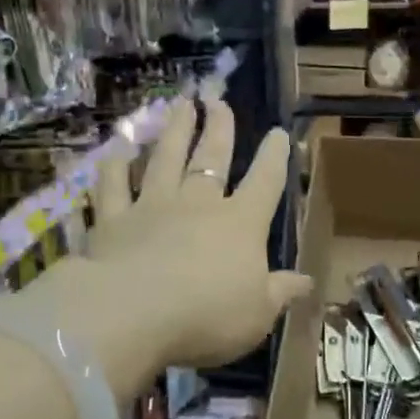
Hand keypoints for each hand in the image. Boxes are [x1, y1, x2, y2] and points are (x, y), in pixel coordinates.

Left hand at [16, 96, 308, 395]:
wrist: (133, 314)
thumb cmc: (208, 316)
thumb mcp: (258, 314)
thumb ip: (280, 292)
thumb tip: (307, 281)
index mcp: (240, 224)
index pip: (265, 182)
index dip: (274, 157)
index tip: (278, 132)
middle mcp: (198, 205)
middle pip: (212, 158)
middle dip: (219, 129)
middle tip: (219, 101)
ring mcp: (152, 208)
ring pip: (165, 160)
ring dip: (175, 131)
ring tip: (181, 105)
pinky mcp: (113, 221)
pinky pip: (112, 187)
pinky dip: (113, 167)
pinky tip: (116, 149)